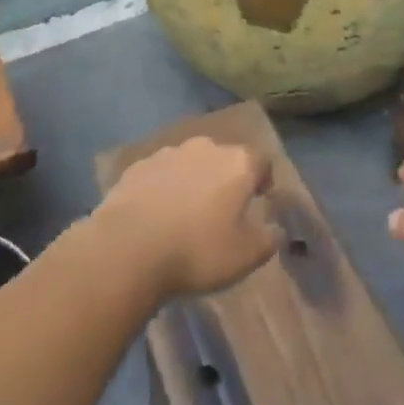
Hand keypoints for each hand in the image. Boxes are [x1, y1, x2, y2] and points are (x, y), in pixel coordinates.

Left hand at [97, 137, 280, 302]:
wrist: (128, 248)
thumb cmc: (197, 251)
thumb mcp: (245, 256)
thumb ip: (268, 239)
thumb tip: (276, 229)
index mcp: (237, 163)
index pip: (261, 161)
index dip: (263, 180)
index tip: (259, 199)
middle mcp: (206, 147)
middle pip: (224, 158)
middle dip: (226, 179)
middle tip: (222, 210)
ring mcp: (168, 153)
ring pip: (190, 163)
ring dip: (193, 181)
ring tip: (186, 213)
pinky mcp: (137, 166)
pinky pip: (160, 174)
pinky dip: (163, 188)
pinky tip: (156, 215)